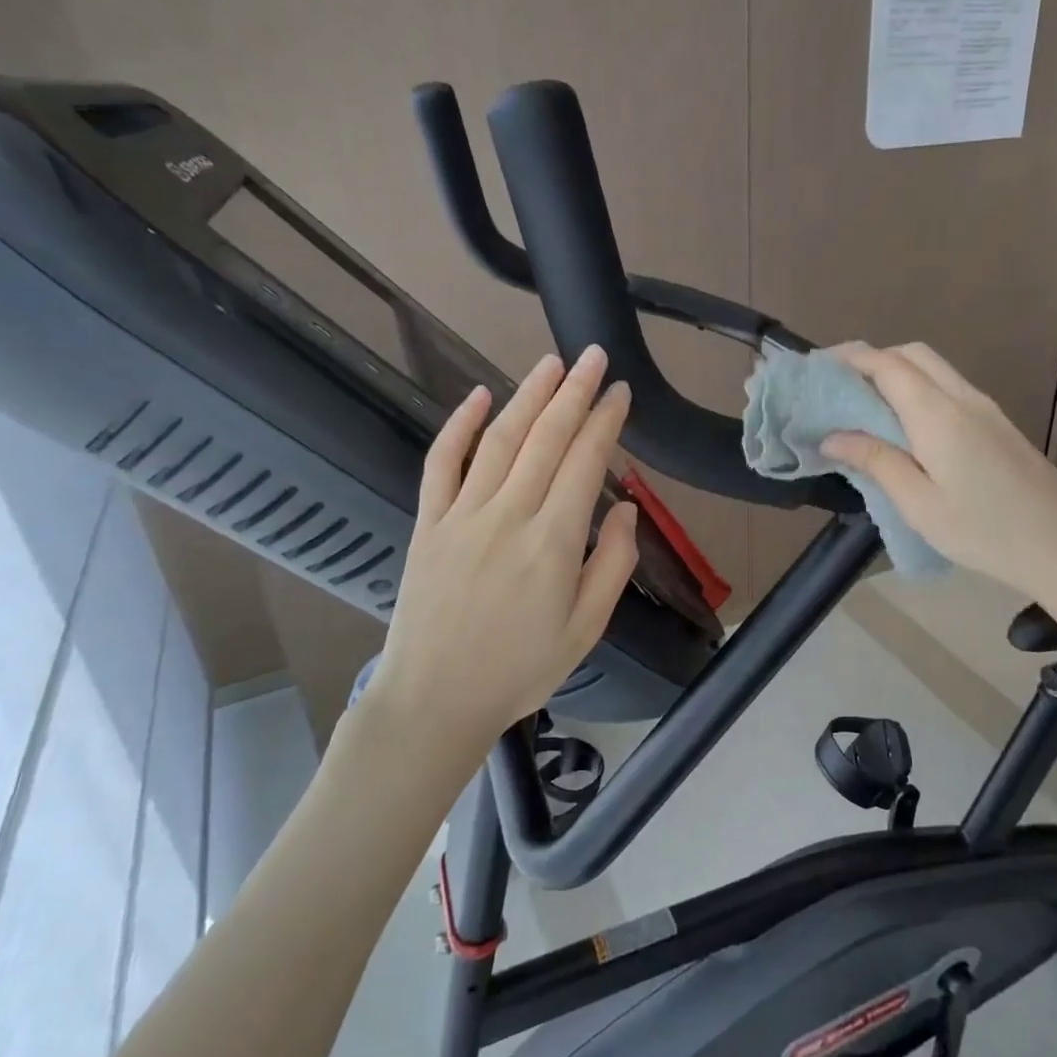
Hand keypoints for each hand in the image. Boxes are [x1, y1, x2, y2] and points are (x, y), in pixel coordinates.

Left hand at [358, 347, 637, 748]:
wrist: (435, 699)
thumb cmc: (519, 670)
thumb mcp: (586, 630)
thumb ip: (613, 565)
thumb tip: (627, 510)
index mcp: (553, 543)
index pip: (586, 462)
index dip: (605, 421)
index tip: (620, 393)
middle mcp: (508, 516)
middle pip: (547, 439)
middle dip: (574, 392)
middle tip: (594, 357)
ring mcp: (462, 515)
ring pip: (501, 441)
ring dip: (528, 396)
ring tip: (551, 363)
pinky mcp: (429, 522)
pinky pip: (442, 463)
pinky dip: (459, 426)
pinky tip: (479, 396)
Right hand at [821, 342, 1056, 596]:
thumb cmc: (985, 530)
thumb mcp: (919, 503)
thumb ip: (876, 461)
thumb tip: (833, 436)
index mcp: (937, 413)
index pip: (887, 364)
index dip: (849, 358)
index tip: (816, 369)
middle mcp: (962, 398)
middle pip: (912, 355)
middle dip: (871, 360)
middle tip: (838, 389)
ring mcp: (985, 408)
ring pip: (933, 369)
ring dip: (895, 374)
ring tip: (862, 407)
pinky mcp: (996, 424)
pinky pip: (947, 388)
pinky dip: (916, 391)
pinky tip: (902, 427)